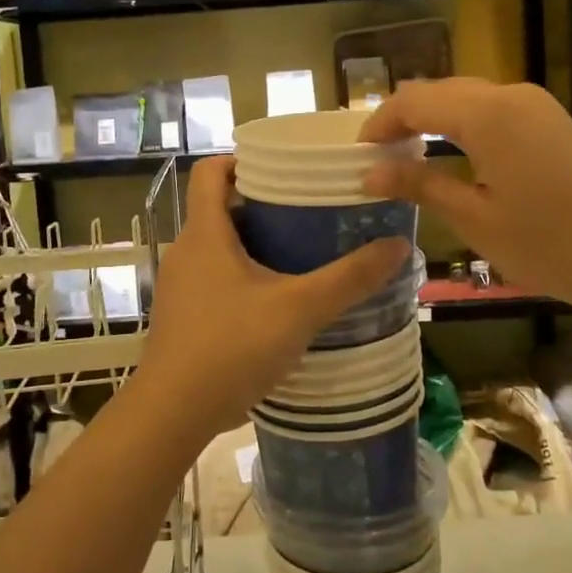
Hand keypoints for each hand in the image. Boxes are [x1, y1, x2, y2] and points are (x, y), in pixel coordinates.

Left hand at [135, 157, 409, 447]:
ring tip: (302, 256)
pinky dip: (243, 278)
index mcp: (205, 233)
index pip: (209, 171)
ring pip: (219, 248)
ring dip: (256, 246)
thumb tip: (398, 245)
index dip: (242, 160)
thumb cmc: (232, 346)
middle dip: (263, 207)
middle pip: (221, 209)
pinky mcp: (182, 315)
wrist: (173, 412)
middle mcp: (185, 251)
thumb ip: (349, 278)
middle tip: (310, 213)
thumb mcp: (299, 309)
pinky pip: (214, 279)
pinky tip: (278, 302)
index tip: (283, 168)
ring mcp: (180, 285)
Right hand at [359, 78, 571, 315]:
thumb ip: (420, 185)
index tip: (358, 156)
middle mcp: (509, 95)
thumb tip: (371, 172)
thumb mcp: (474, 218)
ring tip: (409, 159)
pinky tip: (453, 156)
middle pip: (439, 91)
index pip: (413, 100)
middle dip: (403, 119)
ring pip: (466, 97)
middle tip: (379, 160)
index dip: (379, 123)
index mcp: (486, 114)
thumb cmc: (550, 243)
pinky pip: (492, 109)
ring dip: (432, 120)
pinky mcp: (551, 120)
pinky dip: (461, 125)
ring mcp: (535, 105)